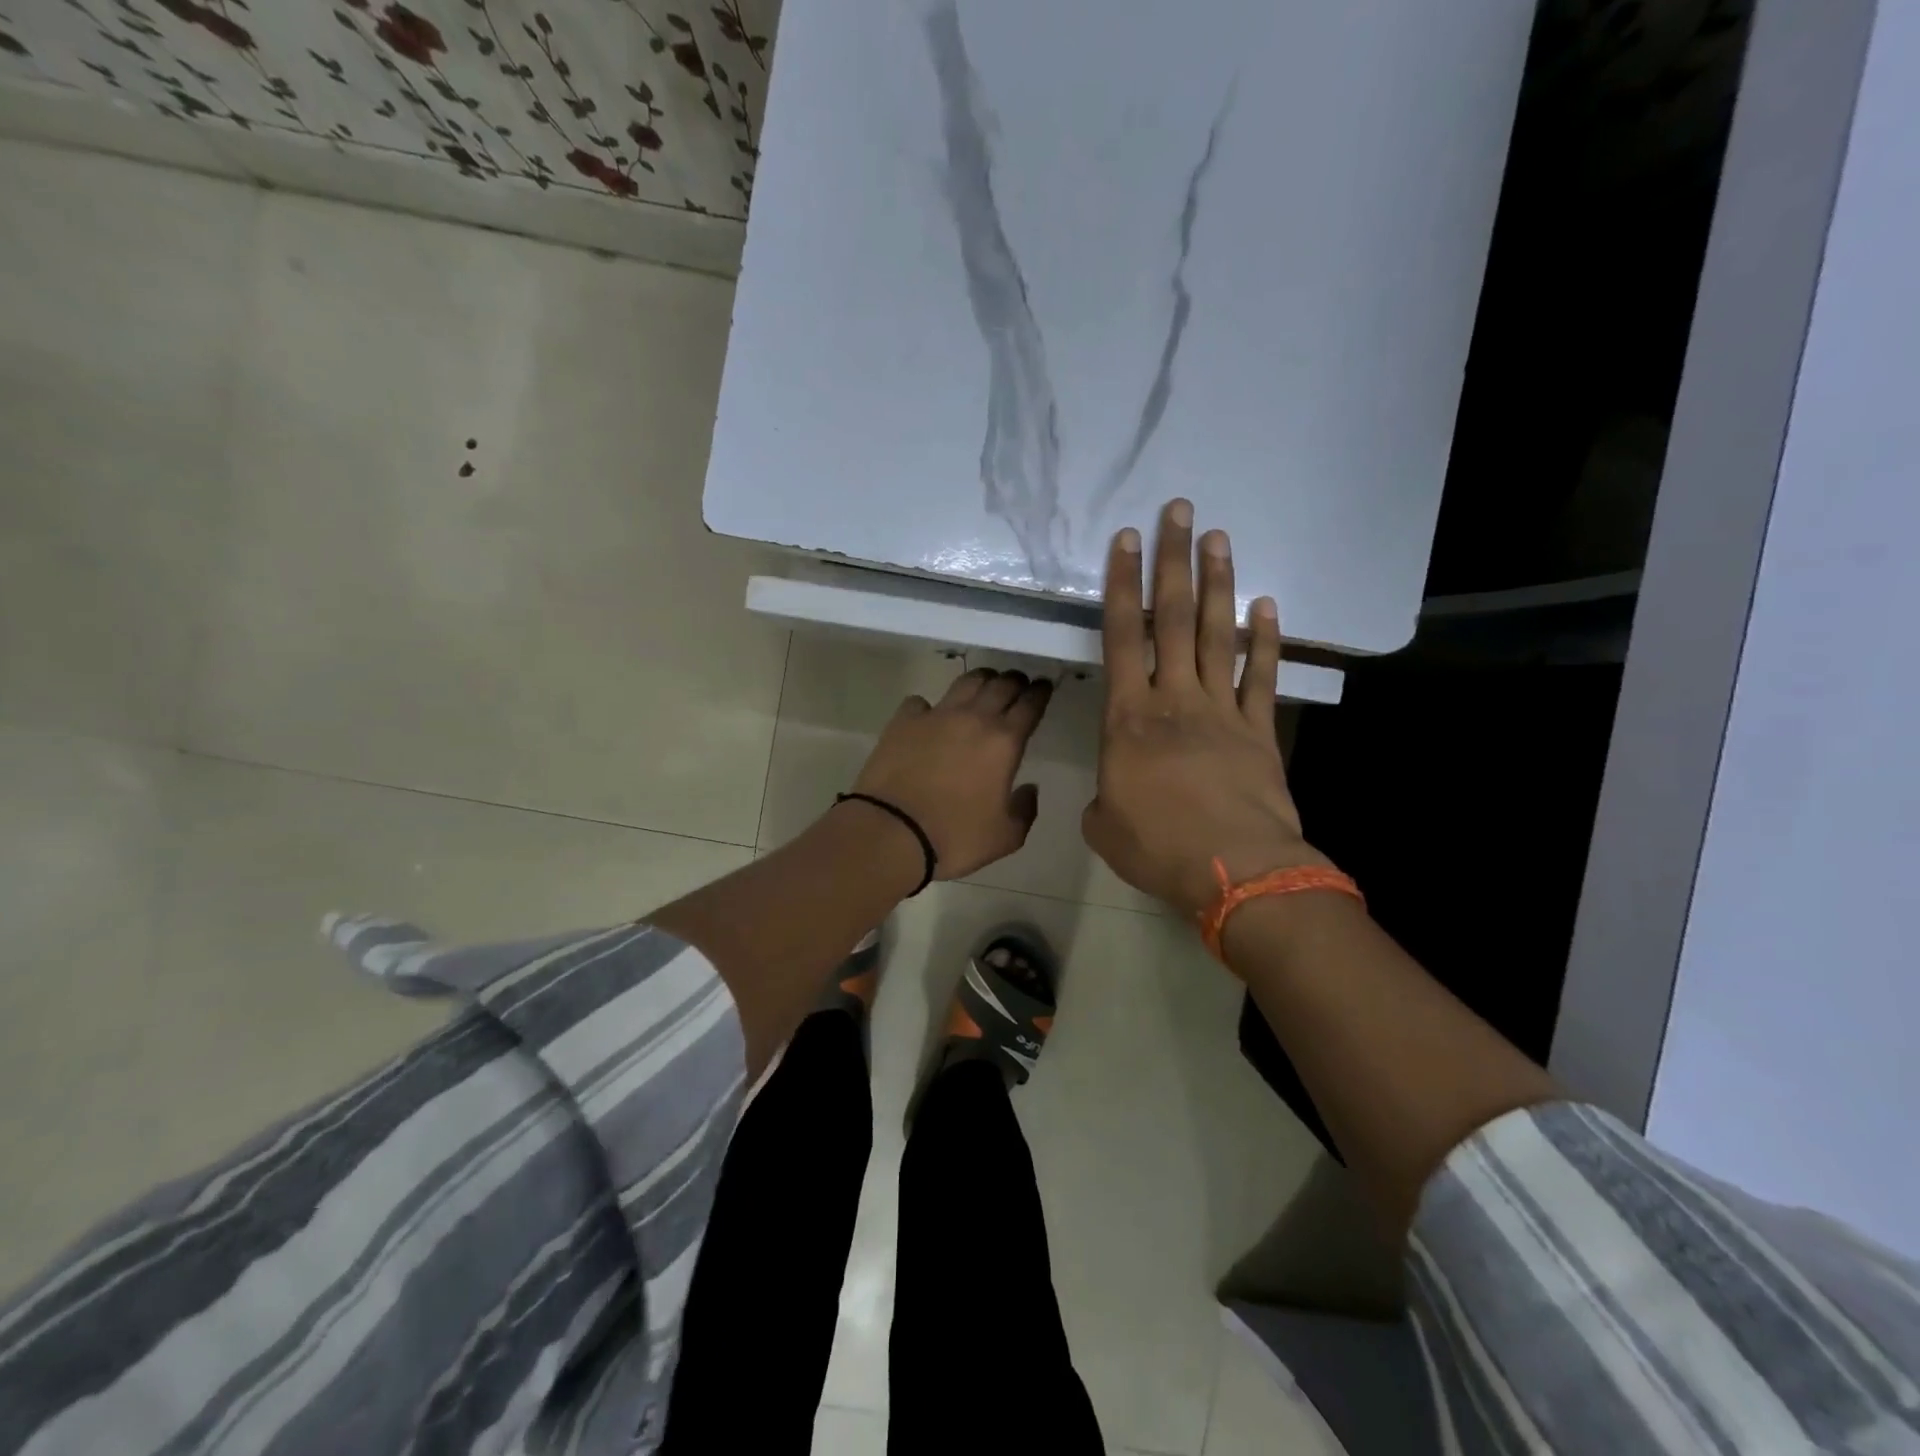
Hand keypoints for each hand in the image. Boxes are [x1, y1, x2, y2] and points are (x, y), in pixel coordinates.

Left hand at [847, 668, 1052, 880]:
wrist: (893, 832)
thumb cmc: (955, 837)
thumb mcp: (1005, 837)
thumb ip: (1025, 810)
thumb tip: (1029, 789)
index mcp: (1004, 742)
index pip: (1030, 704)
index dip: (1040, 693)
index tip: (1044, 687)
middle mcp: (974, 718)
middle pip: (1001, 685)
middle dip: (1014, 681)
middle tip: (1018, 684)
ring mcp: (936, 715)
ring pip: (965, 682)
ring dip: (981, 680)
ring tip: (984, 685)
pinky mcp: (904, 721)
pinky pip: (921, 702)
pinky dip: (930, 705)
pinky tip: (929, 715)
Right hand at [1083, 499, 1328, 918]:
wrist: (1236, 871)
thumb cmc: (1158, 848)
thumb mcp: (1104, 825)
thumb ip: (1104, 796)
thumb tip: (1114, 793)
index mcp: (1129, 718)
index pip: (1121, 638)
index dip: (1122, 586)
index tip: (1127, 541)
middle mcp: (1175, 699)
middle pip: (1171, 618)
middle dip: (1173, 562)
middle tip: (1179, 512)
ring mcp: (1222, 710)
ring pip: (1216, 634)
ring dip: (1216, 584)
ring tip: (1218, 538)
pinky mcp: (1260, 729)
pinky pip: (1262, 675)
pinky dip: (1266, 639)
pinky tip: (1266, 605)